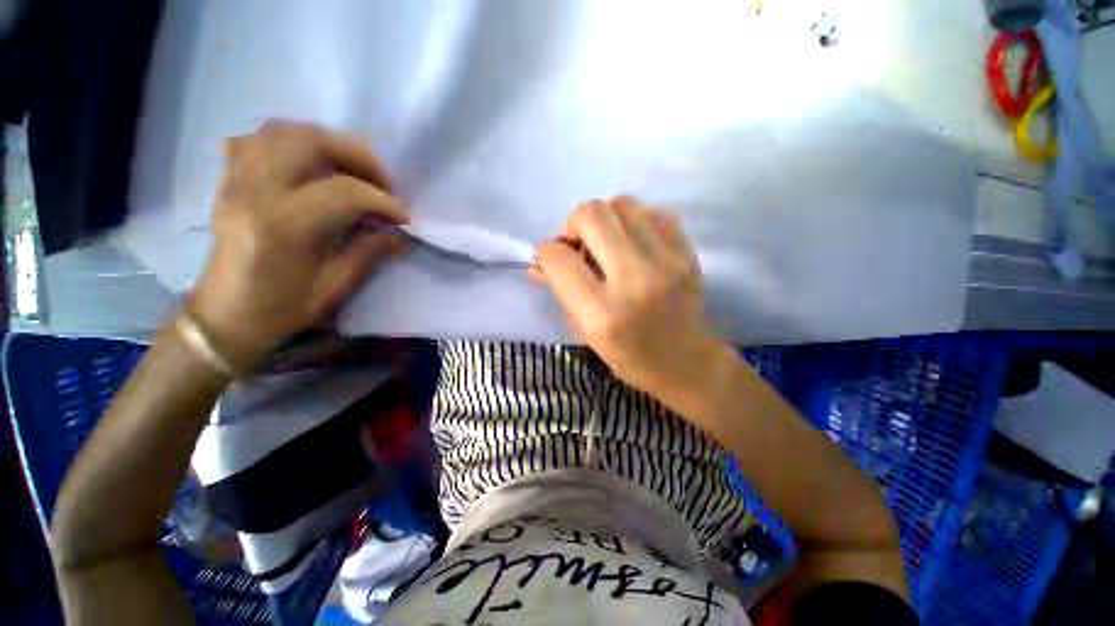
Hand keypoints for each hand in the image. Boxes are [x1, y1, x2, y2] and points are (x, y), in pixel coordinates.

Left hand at [188, 122, 407, 371]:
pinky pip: (258, 140)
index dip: (383, 201)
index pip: (344, 192)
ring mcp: (236, 181)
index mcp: (282, 227)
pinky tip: (311, 162)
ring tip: (353, 168)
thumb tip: (396, 232)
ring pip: (283, 131)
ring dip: (328, 142)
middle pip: (309, 142)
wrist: (224, 315)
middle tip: (383, 181)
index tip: (403, 216)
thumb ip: (367, 252)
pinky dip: (292, 142)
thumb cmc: (279, 309)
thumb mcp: (333, 287)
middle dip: (358, 156)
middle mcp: (254, 192)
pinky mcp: (230, 181)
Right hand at [533, 196, 732, 398]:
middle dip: (573, 225)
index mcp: (602, 312)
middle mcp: (634, 280)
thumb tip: (538, 263)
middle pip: (591, 215)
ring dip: (605, 218)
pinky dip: (636, 220)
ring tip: (606, 241)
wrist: (687, 362)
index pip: (559, 258)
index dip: (547, 252)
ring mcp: (666, 262)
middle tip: (579, 245)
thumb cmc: (630, 357)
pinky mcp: (687, 252)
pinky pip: (654, 212)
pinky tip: (633, 242)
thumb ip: (560, 292)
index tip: (552, 258)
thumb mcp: (586, 333)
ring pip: (622, 203)